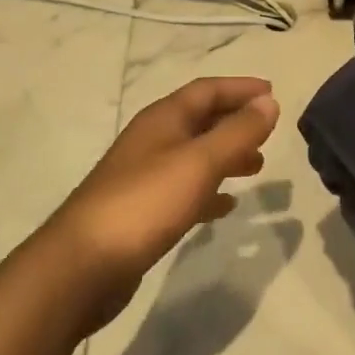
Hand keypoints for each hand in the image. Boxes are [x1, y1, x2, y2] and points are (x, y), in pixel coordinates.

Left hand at [43, 77, 280, 332]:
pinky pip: (184, 190)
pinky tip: (225, 206)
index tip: (272, 92)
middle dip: (235, 122)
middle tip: (268, 132)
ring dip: (225, 156)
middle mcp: (152, 140)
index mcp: (163, 119)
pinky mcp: (141, 212)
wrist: (81, 266)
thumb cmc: (145, 203)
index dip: (240, 88)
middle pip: (200, 120)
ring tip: (256, 167)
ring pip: (194, 155)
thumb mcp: (199, 163)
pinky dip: (208, 191)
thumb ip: (237, 132)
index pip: (207, 90)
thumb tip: (269, 101)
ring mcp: (144, 177)